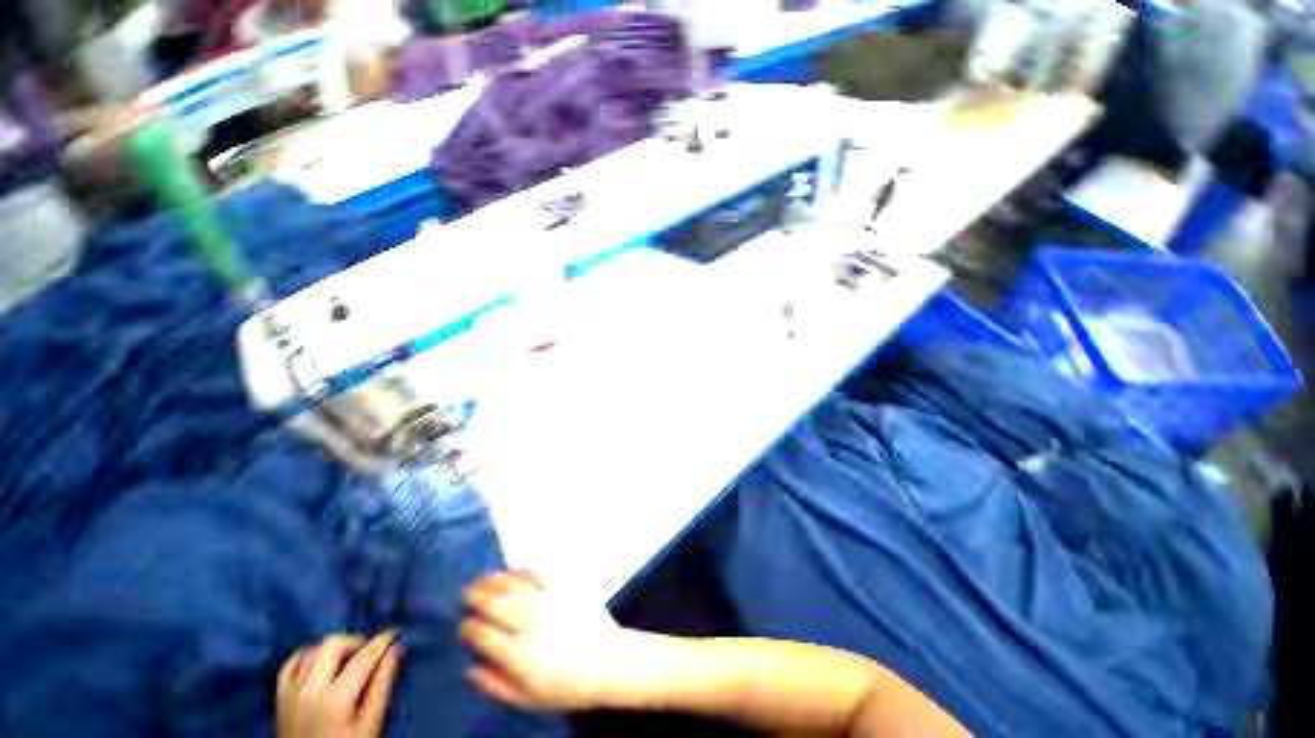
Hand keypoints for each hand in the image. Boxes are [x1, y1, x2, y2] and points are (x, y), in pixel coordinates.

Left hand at [277, 632, 402, 737]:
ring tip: (347, 658)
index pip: (363, 657)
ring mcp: (291, 693)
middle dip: (354, 641)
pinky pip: (290, 665)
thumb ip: (382, 686)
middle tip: (368, 650)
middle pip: (332, 645)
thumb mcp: (370, 724)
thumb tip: (395, 650)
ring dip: (332, 648)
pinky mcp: (280, 698)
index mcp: (335, 698)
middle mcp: (309, 690)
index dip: (382, 641)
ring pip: (312, 651)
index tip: (395, 632)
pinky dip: (307, 657)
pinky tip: (319, 663)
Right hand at [460, 571, 620, 711]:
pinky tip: (512, 571)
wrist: (606, 662)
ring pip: (513, 585)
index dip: (468, 627)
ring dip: (494, 580)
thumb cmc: (566, 686)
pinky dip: (521, 572)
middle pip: (494, 604)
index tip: (464, 625)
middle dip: (475, 597)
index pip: (482, 634)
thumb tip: (470, 669)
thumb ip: (495, 685)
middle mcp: (529, 624)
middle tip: (466, 594)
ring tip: (482, 579)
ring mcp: (547, 603)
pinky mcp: (563, 590)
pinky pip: (538, 575)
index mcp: (517, 654)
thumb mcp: (527, 699)